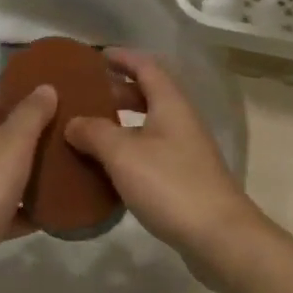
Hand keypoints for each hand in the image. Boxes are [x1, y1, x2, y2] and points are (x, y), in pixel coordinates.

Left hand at [0, 86, 54, 291]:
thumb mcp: (14, 140)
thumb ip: (32, 113)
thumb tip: (46, 86)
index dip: (14, 100)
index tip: (46, 103)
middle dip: (28, 139)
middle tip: (64, 137)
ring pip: (4, 176)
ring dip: (29, 176)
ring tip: (66, 171)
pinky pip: (7, 211)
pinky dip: (26, 212)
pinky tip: (54, 212)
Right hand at [65, 50, 261, 266]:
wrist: (219, 237)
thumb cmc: (170, 185)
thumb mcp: (123, 154)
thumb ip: (94, 133)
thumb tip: (73, 122)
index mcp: (170, 104)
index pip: (146, 67)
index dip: (122, 58)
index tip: (96, 56)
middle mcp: (181, 120)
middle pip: (148, 94)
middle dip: (117, 91)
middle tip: (85, 96)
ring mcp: (185, 150)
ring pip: (148, 125)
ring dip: (121, 123)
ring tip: (88, 130)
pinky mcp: (184, 178)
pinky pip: (151, 151)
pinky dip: (128, 150)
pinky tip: (108, 166)